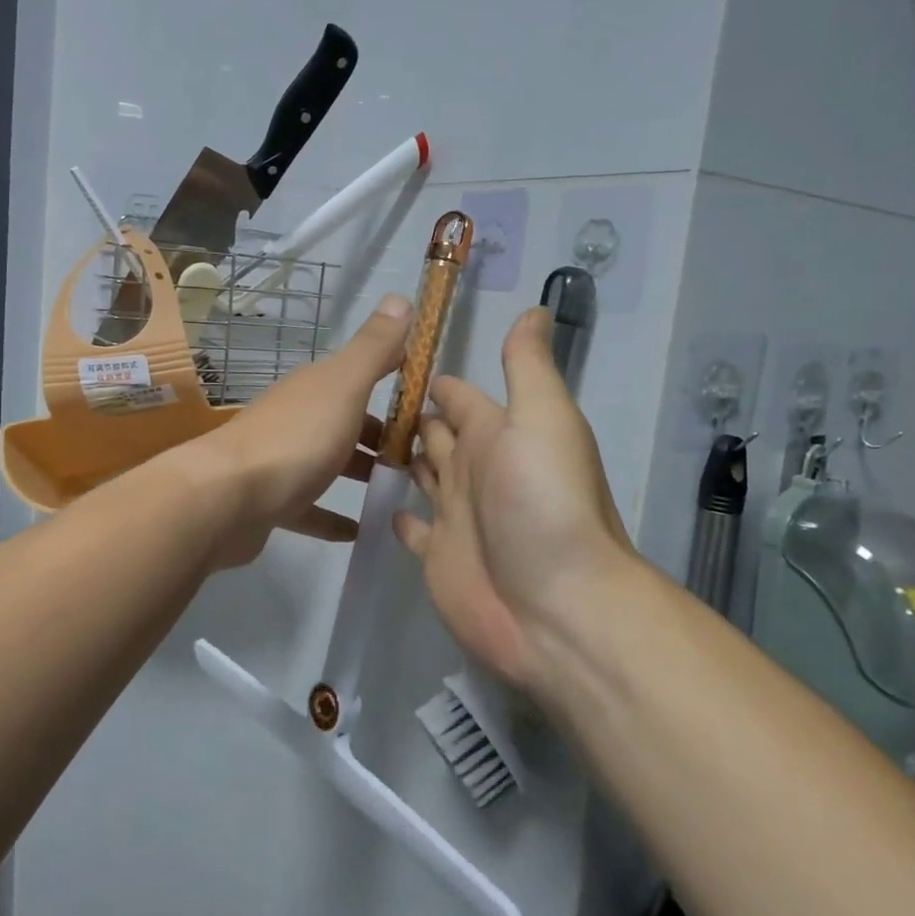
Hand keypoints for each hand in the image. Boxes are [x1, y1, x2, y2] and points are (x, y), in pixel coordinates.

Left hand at [179, 294, 411, 567]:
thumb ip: (373, 348)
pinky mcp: (271, 502)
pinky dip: (332, 517)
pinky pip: (309, 508)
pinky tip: (357, 532)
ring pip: (327, 462)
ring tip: (397, 490)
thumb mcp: (343, 386)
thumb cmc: (296, 439)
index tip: (428, 396)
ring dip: (358, 472)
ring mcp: (280, 460)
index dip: (393, 376)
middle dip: (380, 434)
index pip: (359, 372)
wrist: (226, 498)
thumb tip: (400, 297)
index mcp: (314, 388)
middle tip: (419, 456)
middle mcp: (296, 417)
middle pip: (344, 420)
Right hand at [393, 308, 633, 690]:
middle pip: (438, 435)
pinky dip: (399, 515)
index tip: (392, 363)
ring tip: (358, 441)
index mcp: (497, 435)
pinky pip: (412, 528)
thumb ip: (528, 367)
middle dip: (410, 418)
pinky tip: (379, 506)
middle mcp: (475, 470)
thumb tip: (534, 308)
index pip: (460, 398)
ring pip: (423, 476)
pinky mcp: (437, 556)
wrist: (555, 607)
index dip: (434, 383)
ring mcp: (455, 516)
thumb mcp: (543, 419)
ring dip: (402, 460)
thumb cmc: (544, 503)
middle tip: (359, 400)